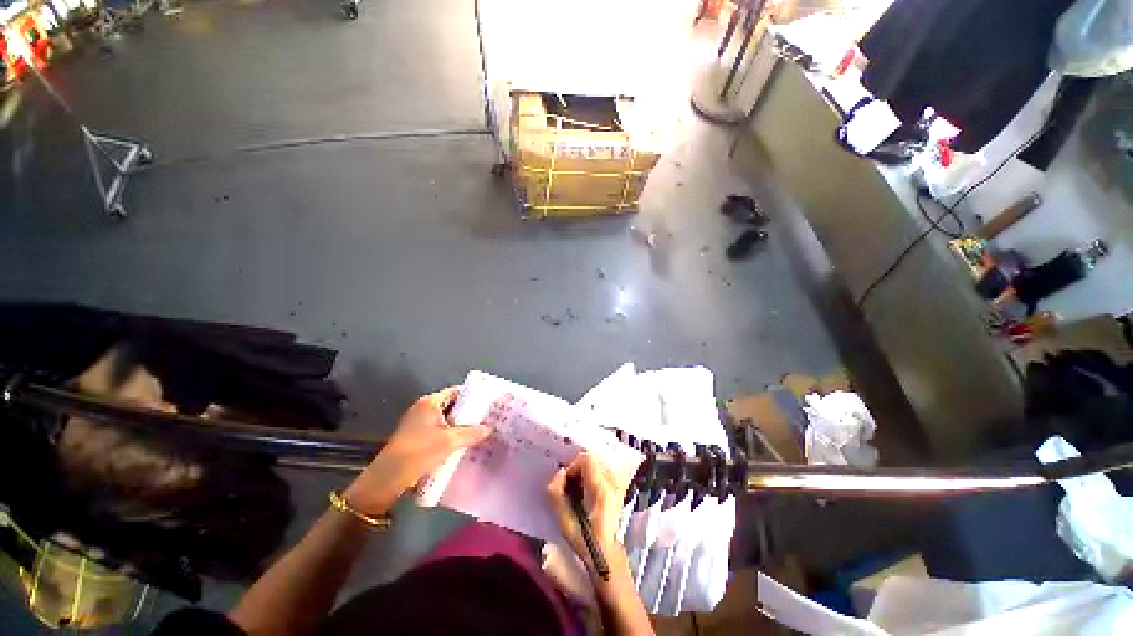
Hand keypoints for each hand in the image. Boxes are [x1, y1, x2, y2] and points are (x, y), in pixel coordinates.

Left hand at [344, 387, 489, 514]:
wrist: (387, 478)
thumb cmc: (418, 452)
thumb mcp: (449, 442)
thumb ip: (472, 433)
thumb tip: (490, 428)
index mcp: (430, 402)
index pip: (457, 392)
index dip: (473, 396)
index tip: (487, 403)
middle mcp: (423, 408)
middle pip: (452, 406)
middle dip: (469, 413)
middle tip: (487, 418)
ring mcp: (418, 423)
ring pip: (446, 420)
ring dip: (460, 426)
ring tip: (480, 431)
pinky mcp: (416, 437)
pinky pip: (439, 431)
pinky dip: (451, 435)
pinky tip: (463, 444)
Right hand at [546, 452, 630, 577]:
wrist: (608, 558)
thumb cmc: (586, 543)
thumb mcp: (565, 523)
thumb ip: (556, 494)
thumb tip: (559, 473)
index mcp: (602, 488)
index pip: (586, 459)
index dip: (572, 467)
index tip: (565, 484)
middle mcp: (613, 482)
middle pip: (591, 461)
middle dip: (577, 471)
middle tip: (569, 490)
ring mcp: (617, 486)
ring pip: (596, 467)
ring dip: (583, 476)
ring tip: (577, 494)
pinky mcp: (618, 491)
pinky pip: (601, 474)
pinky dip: (590, 480)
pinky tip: (586, 497)